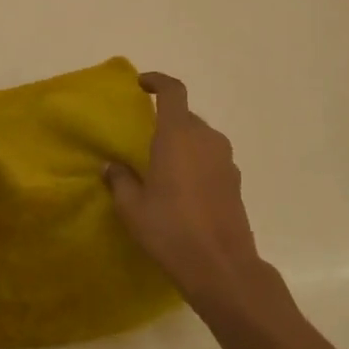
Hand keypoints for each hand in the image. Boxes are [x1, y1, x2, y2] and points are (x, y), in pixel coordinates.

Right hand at [105, 73, 288, 317]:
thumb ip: (120, 180)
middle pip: (186, 116)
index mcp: (178, 136)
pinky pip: (211, 159)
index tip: (142, 84)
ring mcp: (226, 161)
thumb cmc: (170, 230)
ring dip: (182, 144)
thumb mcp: (132, 207)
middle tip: (144, 140)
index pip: (173, 92)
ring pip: (200, 139)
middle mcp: (206, 139)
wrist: (221, 266)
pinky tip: (182, 189)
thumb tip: (113, 166)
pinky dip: (196, 163)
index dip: (158, 81)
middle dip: (166, 121)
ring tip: (161, 166)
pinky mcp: (235, 182)